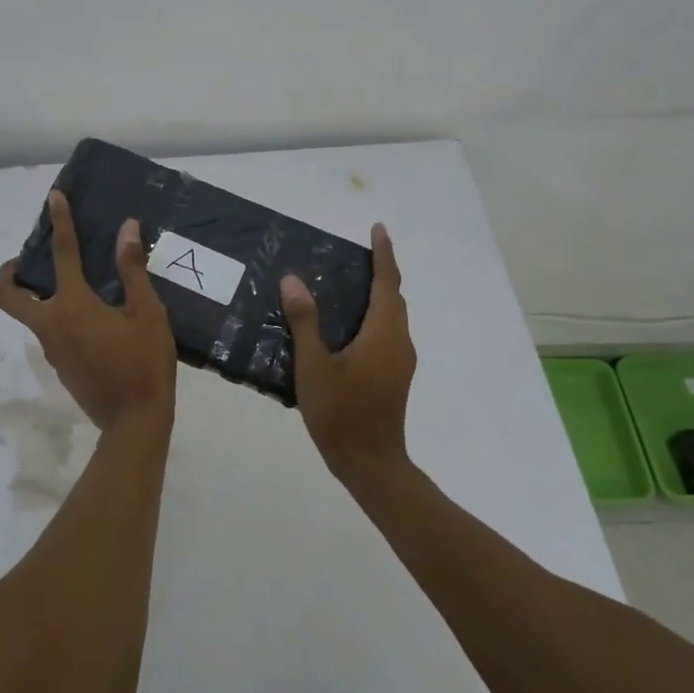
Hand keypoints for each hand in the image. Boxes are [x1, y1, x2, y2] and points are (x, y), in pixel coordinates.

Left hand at [0, 191, 176, 432]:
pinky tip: (90, 320)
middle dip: (8, 274)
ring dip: (37, 296)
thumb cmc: (145, 363)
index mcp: (74, 306)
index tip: (54, 198)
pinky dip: (57, 317)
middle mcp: (52, 325)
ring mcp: (51, 349)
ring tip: (71, 285)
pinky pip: (49, 333)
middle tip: (26, 261)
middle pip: (8, 296)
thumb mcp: (148, 313)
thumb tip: (126, 229)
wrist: (134, 422)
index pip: (63, 254)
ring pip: (29, 315)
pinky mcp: (59, 367)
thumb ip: (132, 270)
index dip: (60, 222)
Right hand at [281, 223, 415, 483]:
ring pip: (392, 317)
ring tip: (347, 285)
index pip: (387, 283)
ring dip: (377, 296)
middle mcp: (399, 342)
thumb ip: (305, 322)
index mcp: (383, 334)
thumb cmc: (342, 413)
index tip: (378, 229)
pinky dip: (373, 318)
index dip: (383, 254)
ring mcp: (400, 361)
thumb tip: (293, 280)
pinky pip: (387, 334)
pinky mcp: (395, 376)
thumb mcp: (314, 366)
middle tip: (355, 256)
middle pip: (394, 298)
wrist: (371, 464)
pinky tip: (346, 327)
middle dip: (381, 272)